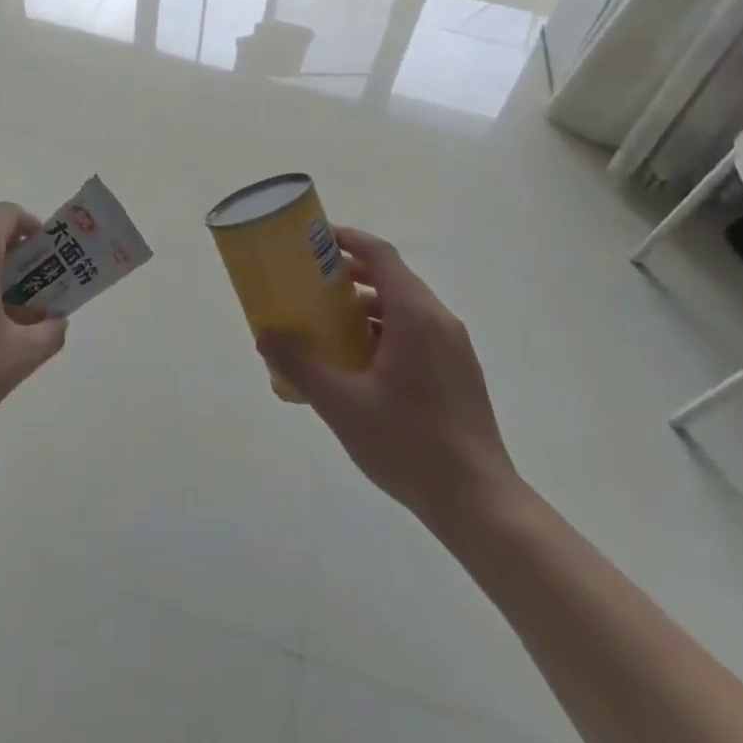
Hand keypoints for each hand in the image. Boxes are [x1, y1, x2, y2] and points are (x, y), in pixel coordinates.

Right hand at [257, 228, 521, 535]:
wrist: (478, 502)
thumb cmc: (408, 443)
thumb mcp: (342, 405)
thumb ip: (301, 366)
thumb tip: (265, 336)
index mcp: (414, 314)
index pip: (380, 254)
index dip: (348, 239)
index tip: (315, 240)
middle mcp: (439, 319)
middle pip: (393, 277)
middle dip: (352, 274)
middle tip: (313, 282)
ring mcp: (454, 345)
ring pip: (406, 306)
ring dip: (369, 305)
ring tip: (331, 323)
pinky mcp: (459, 370)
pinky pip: (418, 330)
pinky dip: (387, 328)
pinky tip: (362, 362)